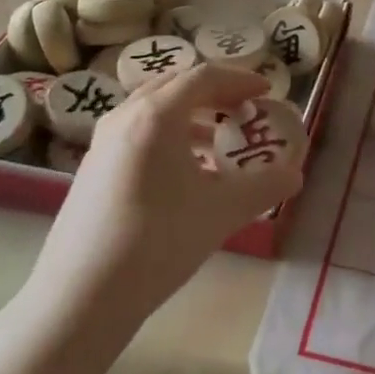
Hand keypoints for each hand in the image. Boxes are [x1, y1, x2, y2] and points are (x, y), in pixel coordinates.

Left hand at [25, 65, 305, 321]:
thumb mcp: (221, 212)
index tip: (266, 92)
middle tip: (245, 110)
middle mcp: (125, 116)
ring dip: (191, 117)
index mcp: (156, 115)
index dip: (240, 79)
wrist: (79, 297)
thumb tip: (295, 175)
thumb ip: (264, 187)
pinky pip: (138, 134)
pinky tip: (185, 175)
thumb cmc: (156, 242)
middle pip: (176, 86)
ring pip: (154, 111)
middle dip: (215, 94)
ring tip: (218, 143)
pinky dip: (168, 138)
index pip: (204, 76)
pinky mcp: (92, 168)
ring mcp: (103, 142)